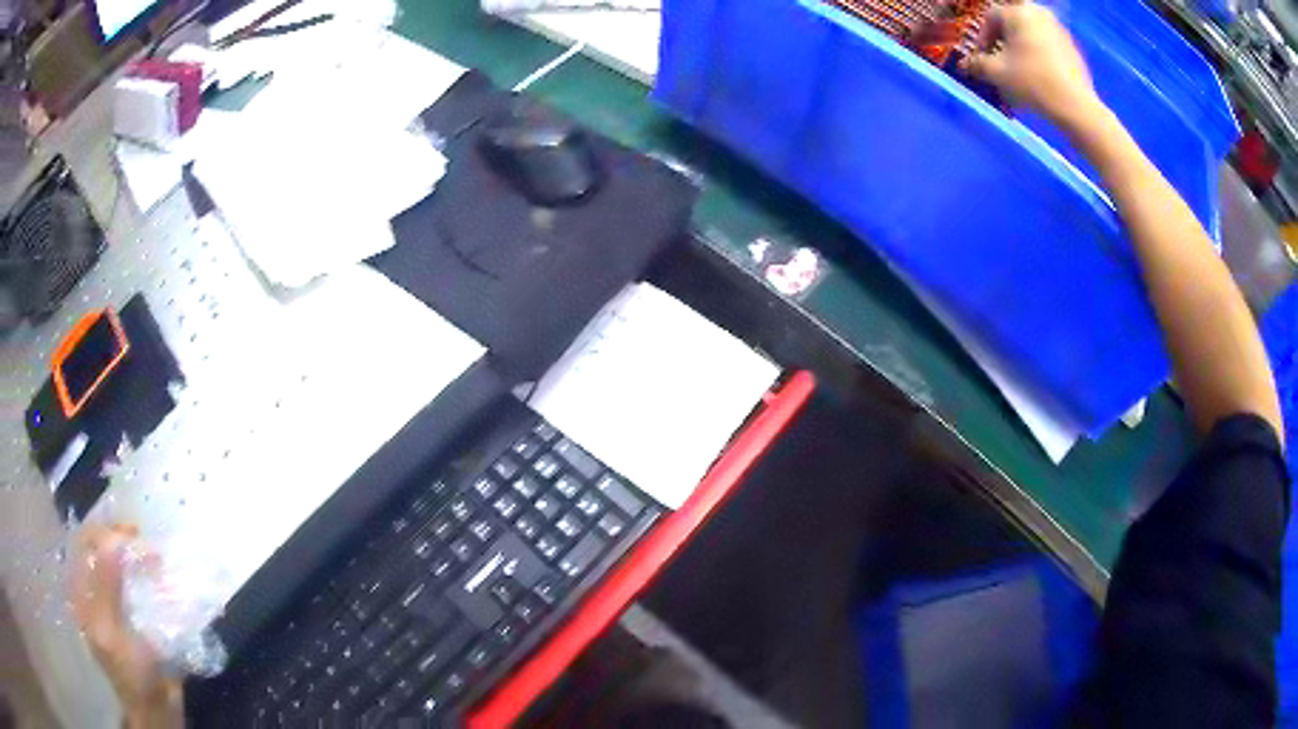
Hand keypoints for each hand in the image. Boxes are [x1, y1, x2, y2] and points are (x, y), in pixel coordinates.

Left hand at [72, 525, 182, 727]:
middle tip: (147, 544)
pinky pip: (134, 580)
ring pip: (118, 560)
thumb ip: (106, 586)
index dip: (105, 531)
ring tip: (157, 560)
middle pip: (101, 546)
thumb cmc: (130, 675)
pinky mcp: (131, 612)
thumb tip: (113, 540)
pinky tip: (160, 576)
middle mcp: (92, 588)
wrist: (156, 710)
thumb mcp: (112, 633)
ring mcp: (112, 600)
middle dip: (123, 540)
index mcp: (81, 591)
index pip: (85, 541)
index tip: (133, 535)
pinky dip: (146, 573)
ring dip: (136, 555)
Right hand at [960, 2, 1103, 131]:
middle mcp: (1038, 13)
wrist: (1076, 107)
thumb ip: (977, 64)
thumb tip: (965, 64)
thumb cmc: (1033, 83)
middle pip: (1012, 24)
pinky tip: (1040, 77)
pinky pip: (1048, 45)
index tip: (982, 59)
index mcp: (1017, 12)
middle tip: (1000, 62)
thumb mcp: (997, 74)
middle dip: (1003, 41)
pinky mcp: (1072, 47)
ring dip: (1022, 48)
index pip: (990, 18)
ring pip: (1031, 34)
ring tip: (1020, 72)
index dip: (982, 39)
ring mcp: (1058, 29)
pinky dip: (1040, 56)